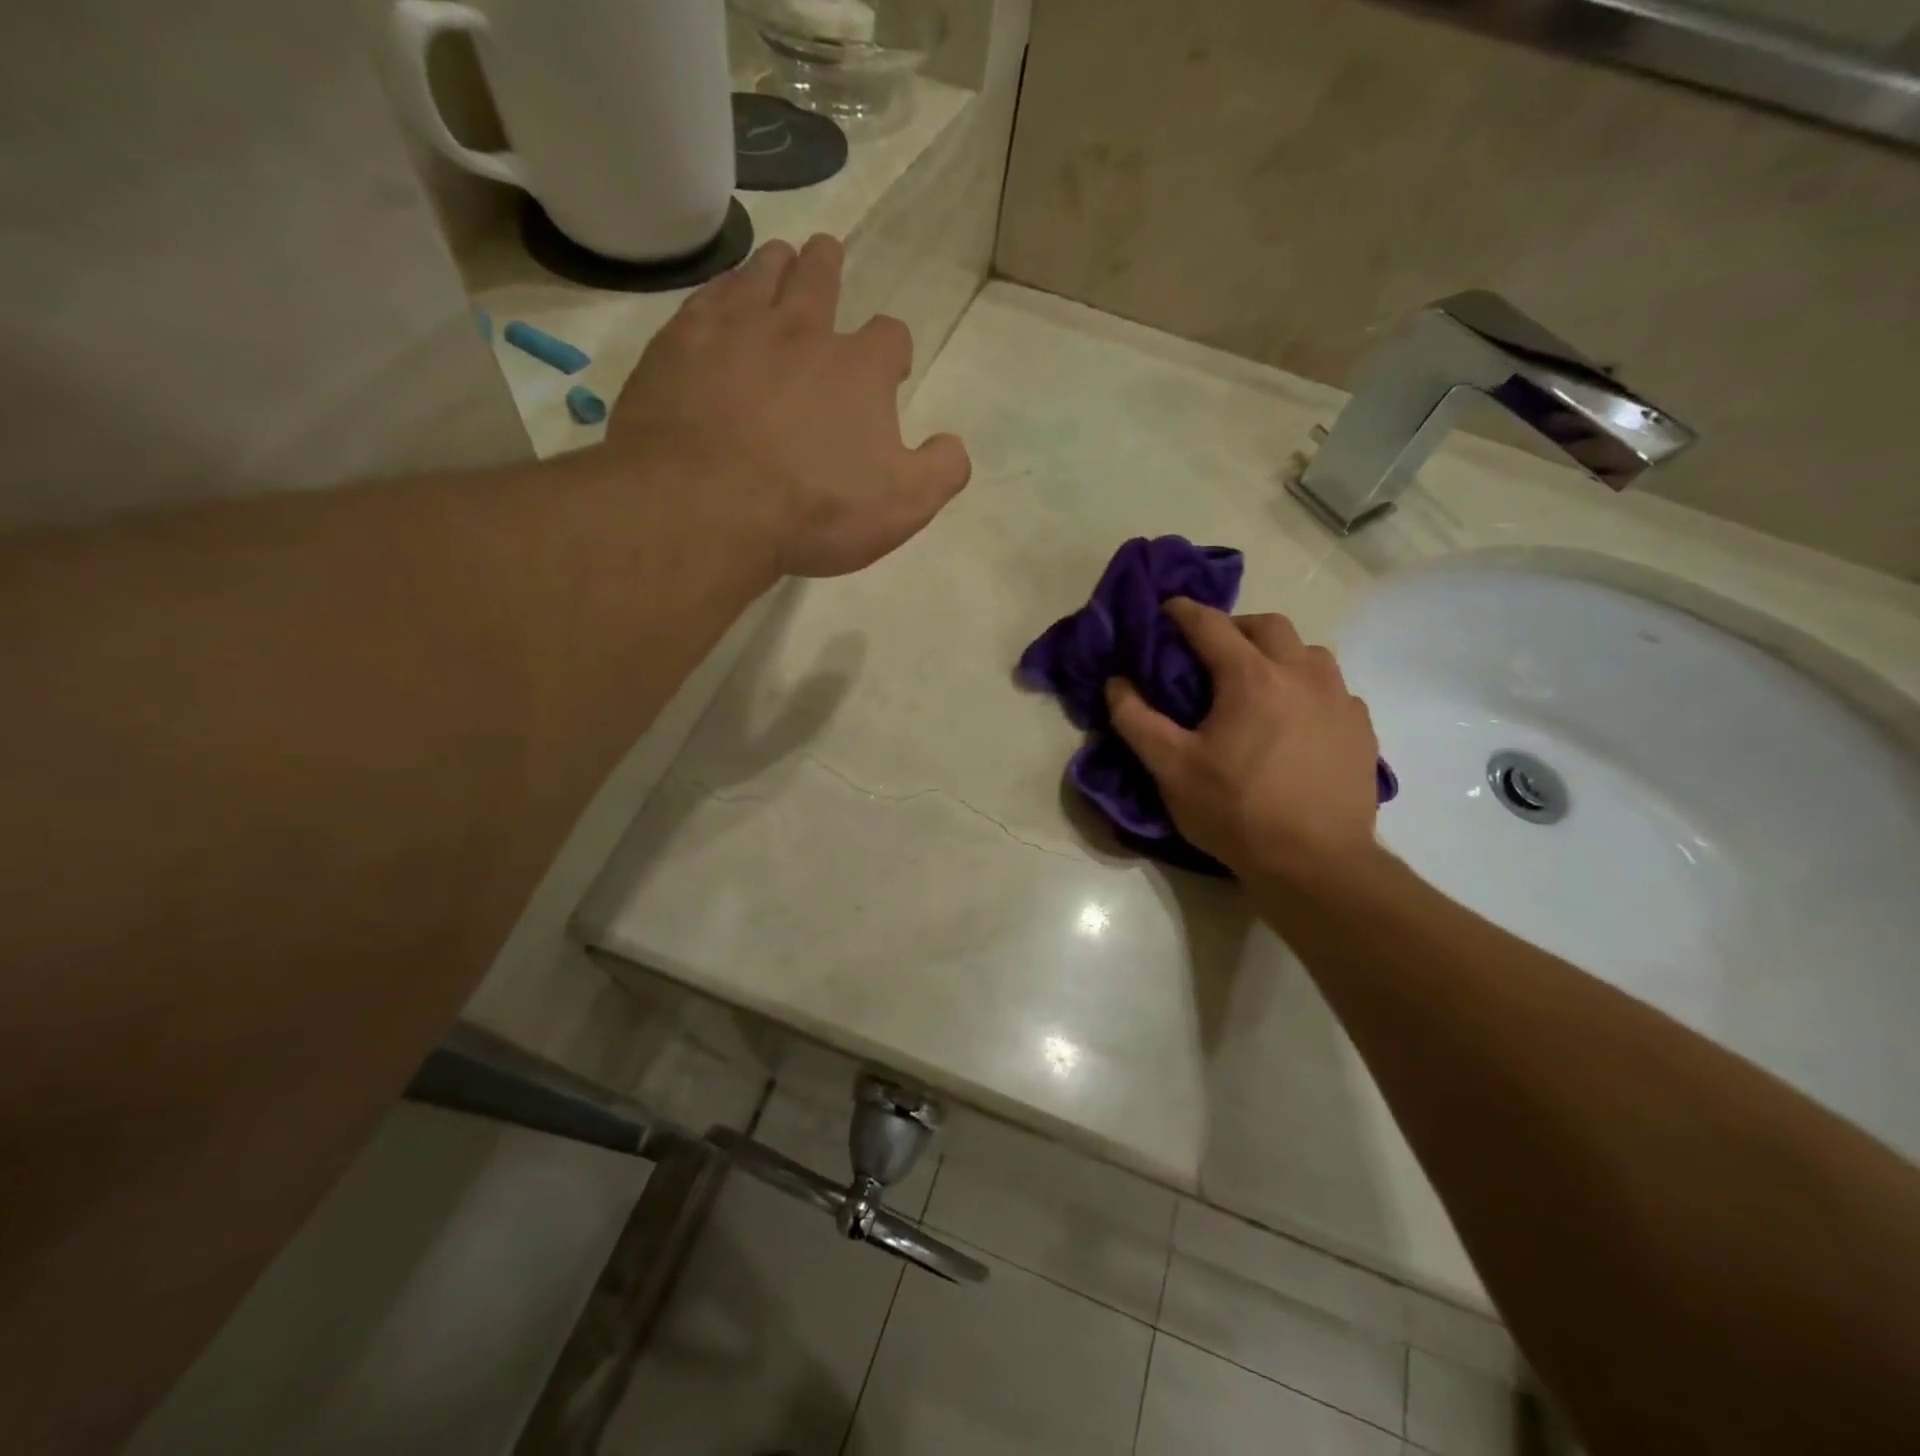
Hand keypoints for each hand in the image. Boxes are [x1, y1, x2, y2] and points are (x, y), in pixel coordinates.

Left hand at [608, 233, 970, 577]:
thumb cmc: (815, 510)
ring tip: (779, 258)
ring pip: (761, 275)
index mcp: (859, 369)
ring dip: (776, 264)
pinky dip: (721, 289)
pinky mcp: (680, 343)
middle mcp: (801, 331)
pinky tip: (720, 295)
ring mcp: (735, 330)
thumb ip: (940, 470)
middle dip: (829, 268)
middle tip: (827, 255)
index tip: (891, 366)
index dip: (894, 349)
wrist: (707, 506)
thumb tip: (953, 445)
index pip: (889, 337)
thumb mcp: (902, 506)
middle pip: (820, 279)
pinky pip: (706, 296)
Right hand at [1106, 599, 1382, 888]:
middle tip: (1213, 651)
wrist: (1316, 863)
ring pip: (1308, 653)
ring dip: (1278, 655)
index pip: (1211, 625)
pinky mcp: (1362, 728)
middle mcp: (1301, 673)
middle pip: (1268, 625)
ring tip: (1258, 684)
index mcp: (1251, 677)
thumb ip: (1136, 720)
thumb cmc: (1235, 811)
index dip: (1183, 611)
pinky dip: (1308, 689)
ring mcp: (1339, 699)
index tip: (1166, 610)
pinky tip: (1296, 720)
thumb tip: (1116, 683)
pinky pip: (1333, 689)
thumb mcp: (1170, 768)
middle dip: (1236, 627)